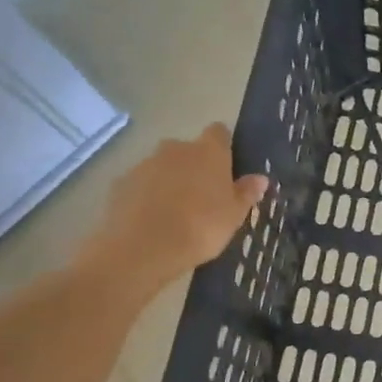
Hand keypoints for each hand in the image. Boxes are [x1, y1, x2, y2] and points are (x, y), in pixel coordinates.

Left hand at [74, 125, 268, 297]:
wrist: (142, 248)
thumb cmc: (200, 227)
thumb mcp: (234, 215)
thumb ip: (246, 193)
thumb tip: (261, 178)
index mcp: (208, 152)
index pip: (219, 132)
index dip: (223, 146)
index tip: (226, 166)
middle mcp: (176, 149)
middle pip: (188, 150)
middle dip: (194, 167)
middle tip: (202, 197)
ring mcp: (144, 164)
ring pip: (162, 167)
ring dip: (169, 181)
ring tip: (175, 213)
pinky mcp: (120, 183)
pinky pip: (140, 185)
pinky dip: (146, 196)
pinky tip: (150, 221)